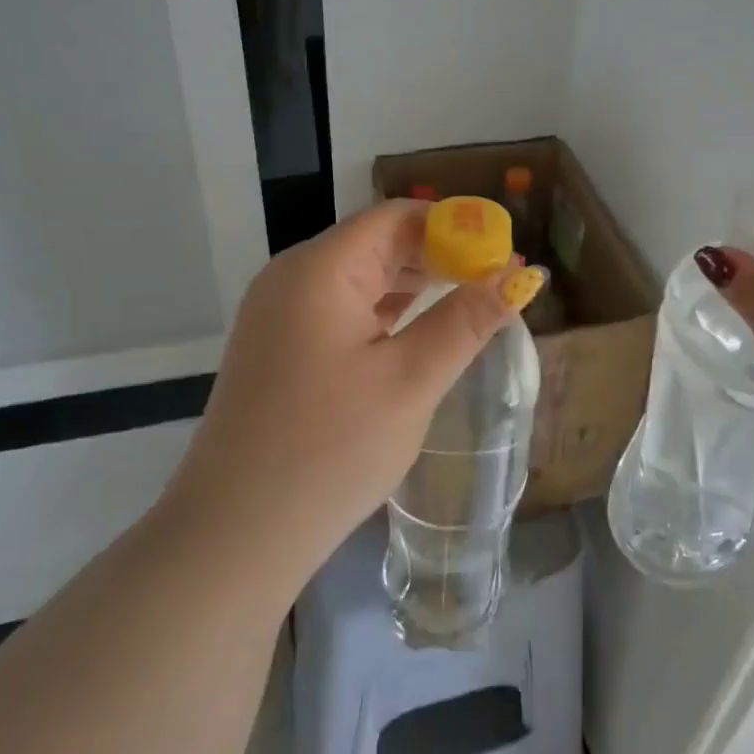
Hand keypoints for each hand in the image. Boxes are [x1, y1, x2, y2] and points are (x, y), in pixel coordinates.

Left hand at [161, 201, 543, 590]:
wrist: (234, 536)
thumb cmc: (329, 450)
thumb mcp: (411, 381)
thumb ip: (467, 320)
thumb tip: (520, 276)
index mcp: (320, 269)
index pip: (396, 217)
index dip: (455, 225)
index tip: (503, 250)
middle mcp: (292, 277)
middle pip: (376, 243)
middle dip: (439, 256)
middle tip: (496, 282)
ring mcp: (278, 314)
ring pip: (359, 277)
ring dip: (413, 285)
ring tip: (468, 302)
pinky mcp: (277, 348)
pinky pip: (339, 310)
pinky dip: (383, 312)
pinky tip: (416, 331)